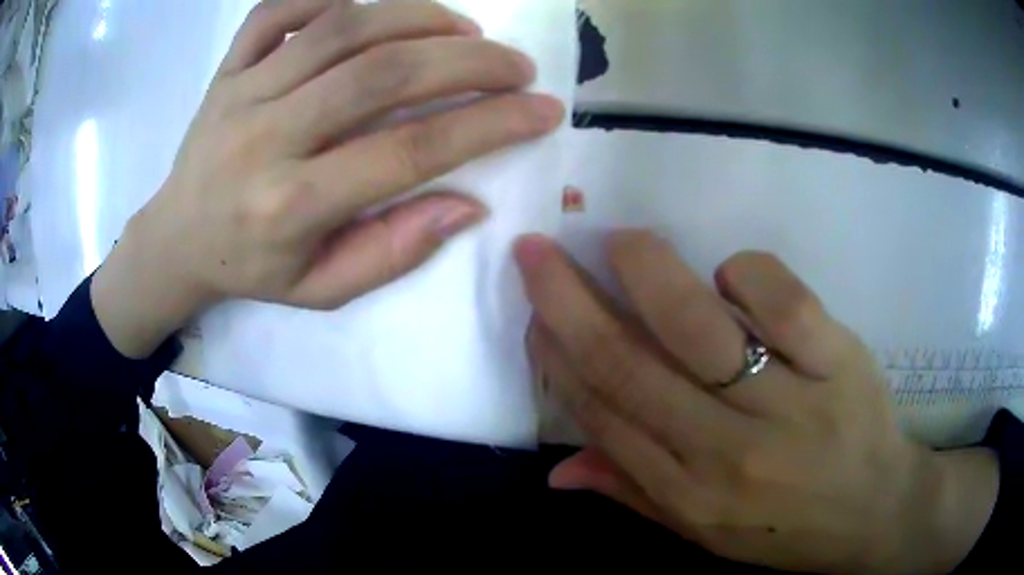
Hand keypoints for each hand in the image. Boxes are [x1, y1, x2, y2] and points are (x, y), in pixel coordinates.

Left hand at [92, 0, 563, 356]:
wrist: (177, 239)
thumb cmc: (250, 268)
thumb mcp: (321, 289)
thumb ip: (393, 252)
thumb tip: (468, 204)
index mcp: (290, 205)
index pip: (408, 152)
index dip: (489, 126)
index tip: (543, 111)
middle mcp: (265, 137)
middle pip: (381, 74)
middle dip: (467, 60)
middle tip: (516, 63)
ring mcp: (242, 90)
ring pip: (341, 28)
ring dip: (418, 16)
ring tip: (464, 29)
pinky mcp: (228, 66)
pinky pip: (282, 7)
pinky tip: (377, 8)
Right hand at [516, 231, 998, 572]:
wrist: (877, 512)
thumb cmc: (789, 531)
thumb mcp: (705, 537)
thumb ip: (634, 494)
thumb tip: (557, 469)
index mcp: (688, 493)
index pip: (603, 412)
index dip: (557, 356)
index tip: (534, 311)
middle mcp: (726, 451)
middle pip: (630, 364)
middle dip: (569, 301)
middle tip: (536, 251)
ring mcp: (787, 401)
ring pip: (697, 326)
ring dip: (645, 272)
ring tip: (617, 240)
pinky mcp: (836, 359)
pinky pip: (780, 299)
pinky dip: (744, 272)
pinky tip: (730, 274)